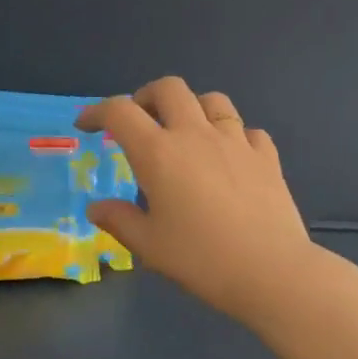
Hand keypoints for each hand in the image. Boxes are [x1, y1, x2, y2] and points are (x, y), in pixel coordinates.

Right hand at [78, 78, 316, 322]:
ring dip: (193, 107)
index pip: (120, 112)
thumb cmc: (201, 259)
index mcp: (159, 153)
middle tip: (140, 121)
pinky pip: (248, 130)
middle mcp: (196, 135)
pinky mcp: (266, 156)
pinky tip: (231, 157)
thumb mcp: (149, 246)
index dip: (97, 112)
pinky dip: (234, 135)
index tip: (87, 125)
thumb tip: (96, 208)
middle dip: (147, 96)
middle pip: (169, 88)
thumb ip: (119, 221)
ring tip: (187, 132)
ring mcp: (236, 141)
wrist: (270, 269)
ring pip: (213, 100)